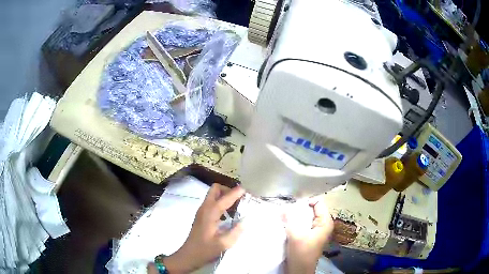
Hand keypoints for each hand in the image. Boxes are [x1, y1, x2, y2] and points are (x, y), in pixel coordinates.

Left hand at [148, 184, 244, 273]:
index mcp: (210, 213)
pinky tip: (229, 214)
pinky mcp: (202, 216)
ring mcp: (202, 211)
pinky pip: (212, 202)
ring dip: (225, 196)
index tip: (247, 190)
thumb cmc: (205, 250)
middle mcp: (205, 208)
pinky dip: (222, 202)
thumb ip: (236, 231)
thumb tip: (245, 220)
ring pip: (214, 195)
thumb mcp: (223, 243)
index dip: (236, 192)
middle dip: (228, 190)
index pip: (225, 198)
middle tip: (240, 199)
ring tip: (238, 206)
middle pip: (216, 189)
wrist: (189, 255)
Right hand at [283, 195, 333, 273]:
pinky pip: (304, 224)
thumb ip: (289, 219)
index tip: (293, 206)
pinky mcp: (310, 235)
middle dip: (299, 209)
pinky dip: (296, 222)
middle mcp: (323, 224)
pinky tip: (287, 224)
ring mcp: (317, 230)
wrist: (299, 269)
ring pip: (307, 217)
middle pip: (312, 209)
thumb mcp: (295, 235)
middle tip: (287, 211)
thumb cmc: (301, 252)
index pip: (318, 203)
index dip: (306, 202)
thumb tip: (283, 207)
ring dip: (296, 216)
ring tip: (285, 217)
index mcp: (325, 222)